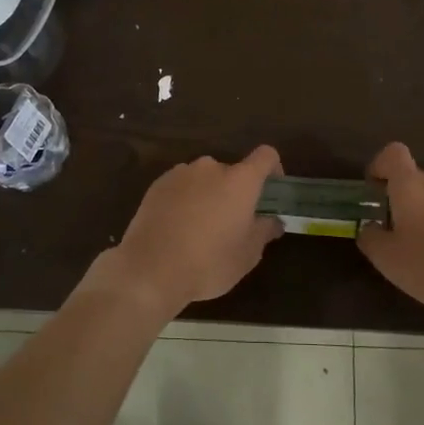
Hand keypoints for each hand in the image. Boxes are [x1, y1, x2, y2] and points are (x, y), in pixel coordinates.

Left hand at [86, 147, 284, 320]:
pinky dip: (185, 199)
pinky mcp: (158, 183)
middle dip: (235, 193)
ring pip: (205, 179)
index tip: (270, 194)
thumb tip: (272, 221)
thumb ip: (264, 231)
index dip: (273, 170)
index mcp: (240, 180)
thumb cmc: (209, 262)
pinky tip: (177, 228)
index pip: (266, 156)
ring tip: (200, 229)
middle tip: (231, 224)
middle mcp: (211, 167)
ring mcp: (182, 172)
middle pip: (233, 172)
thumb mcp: (247, 255)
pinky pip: (181, 186)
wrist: (150, 268)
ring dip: (209, 195)